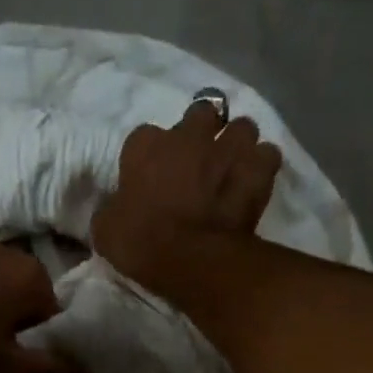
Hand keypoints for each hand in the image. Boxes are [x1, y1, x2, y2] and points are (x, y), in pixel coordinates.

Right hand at [91, 100, 283, 296]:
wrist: (193, 259)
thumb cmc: (141, 242)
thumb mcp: (105, 230)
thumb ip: (111, 207)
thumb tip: (116, 206)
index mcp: (145, 146)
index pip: (143, 136)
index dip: (149, 155)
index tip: (150, 174)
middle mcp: (189, 136)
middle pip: (200, 114)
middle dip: (201, 130)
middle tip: (197, 158)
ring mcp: (229, 148)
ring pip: (241, 127)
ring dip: (236, 143)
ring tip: (231, 166)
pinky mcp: (259, 169)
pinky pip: (266, 155)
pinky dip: (261, 166)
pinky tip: (254, 181)